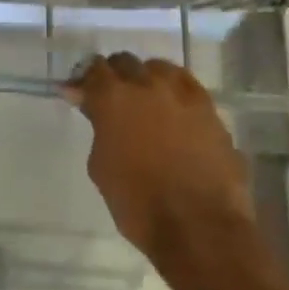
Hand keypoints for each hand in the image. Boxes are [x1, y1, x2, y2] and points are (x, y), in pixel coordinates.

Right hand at [63, 53, 254, 260]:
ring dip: (145, 78)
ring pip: (159, 68)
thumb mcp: (100, 165)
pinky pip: (187, 85)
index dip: (84, 79)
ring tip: (143, 98)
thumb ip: (97, 127)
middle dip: (113, 75)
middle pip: (125, 63)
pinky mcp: (210, 109)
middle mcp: (147, 85)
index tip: (78, 93)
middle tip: (108, 95)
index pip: (93, 70)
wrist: (198, 227)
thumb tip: (92, 107)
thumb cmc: (137, 202)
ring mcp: (183, 95)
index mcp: (113, 98)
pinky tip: (172, 106)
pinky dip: (174, 89)